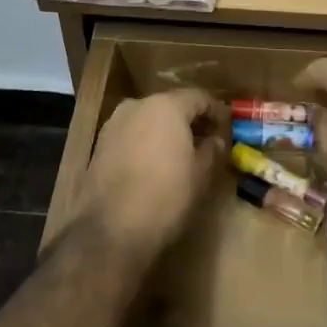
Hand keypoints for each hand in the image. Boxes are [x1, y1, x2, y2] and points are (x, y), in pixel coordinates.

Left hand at [69, 89, 226, 264]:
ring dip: (166, 131)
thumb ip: (211, 150)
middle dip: (189, 120)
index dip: (216, 112)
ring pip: (148, 119)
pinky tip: (154, 165)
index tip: (226, 128)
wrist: (110, 229)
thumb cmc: (166, 196)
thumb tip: (215, 140)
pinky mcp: (100, 145)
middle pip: (171, 105)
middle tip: (206, 141)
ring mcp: (114, 124)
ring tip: (180, 154)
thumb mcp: (200, 174)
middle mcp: (137, 106)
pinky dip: (145, 142)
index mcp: (166, 106)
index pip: (199, 97)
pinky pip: (131, 135)